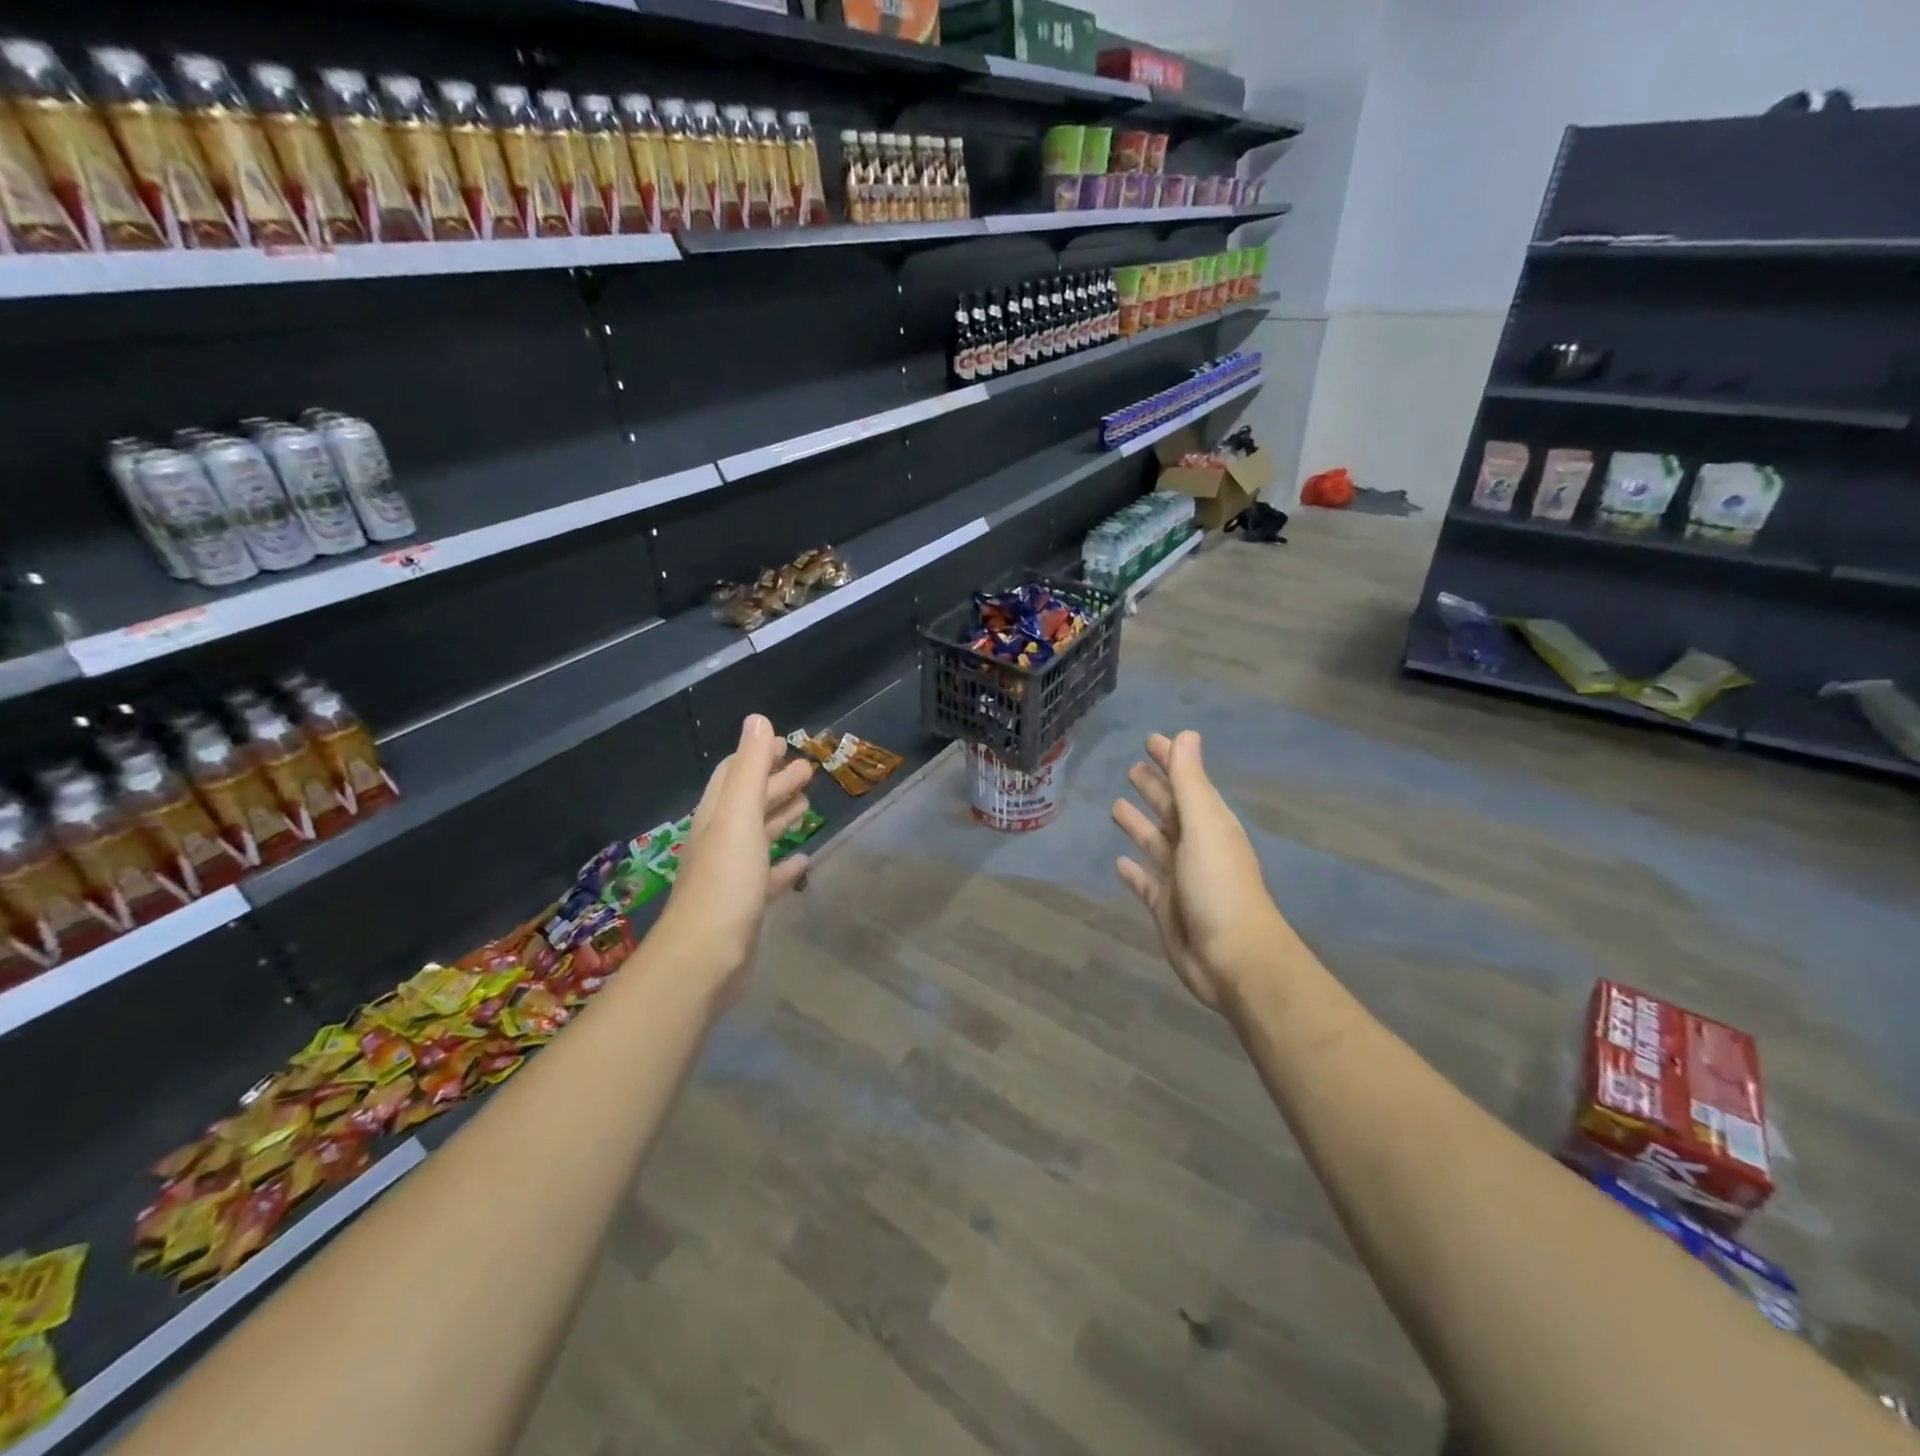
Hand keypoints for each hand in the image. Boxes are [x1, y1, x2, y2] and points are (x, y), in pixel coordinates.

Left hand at [660, 715, 813, 999]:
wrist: (705, 958)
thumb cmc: (725, 882)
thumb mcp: (739, 817)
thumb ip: (749, 770)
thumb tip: (757, 719)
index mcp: (717, 817)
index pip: (733, 775)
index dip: (757, 756)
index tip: (785, 744)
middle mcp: (720, 841)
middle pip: (749, 803)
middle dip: (775, 783)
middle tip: (808, 770)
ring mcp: (732, 875)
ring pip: (759, 836)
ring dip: (781, 816)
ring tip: (808, 805)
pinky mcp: (746, 905)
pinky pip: (768, 875)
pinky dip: (785, 863)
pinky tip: (803, 860)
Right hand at [1112, 730, 1284, 1012]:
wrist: (1233, 958)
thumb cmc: (1219, 886)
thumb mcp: (1204, 827)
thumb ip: (1190, 783)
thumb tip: (1186, 735)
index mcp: (1209, 824)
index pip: (1187, 782)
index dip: (1170, 761)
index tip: (1151, 740)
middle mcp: (1195, 846)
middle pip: (1171, 810)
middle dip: (1154, 789)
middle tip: (1131, 768)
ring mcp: (1180, 877)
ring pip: (1155, 843)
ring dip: (1139, 825)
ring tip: (1116, 807)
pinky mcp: (1165, 906)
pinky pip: (1145, 882)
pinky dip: (1134, 871)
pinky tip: (1119, 862)